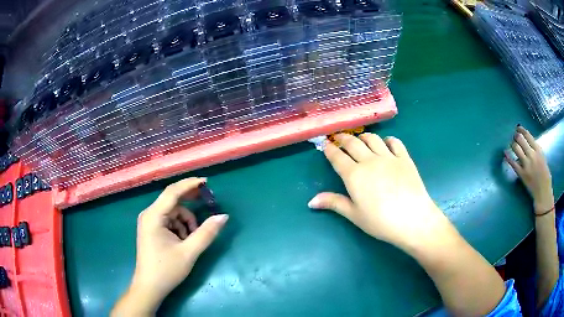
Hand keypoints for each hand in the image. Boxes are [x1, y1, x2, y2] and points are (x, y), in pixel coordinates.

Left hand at [112, 178, 227, 315]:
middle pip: (172, 201)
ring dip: (186, 221)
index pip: (172, 192)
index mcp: (153, 216)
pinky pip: (169, 220)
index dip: (190, 184)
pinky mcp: (151, 230)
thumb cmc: (166, 270)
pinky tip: (184, 241)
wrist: (150, 287)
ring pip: (173, 212)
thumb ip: (206, 233)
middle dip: (190, 203)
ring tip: (192, 239)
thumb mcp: (189, 252)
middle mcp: (149, 214)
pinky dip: (180, 227)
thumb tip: (223, 216)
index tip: (207, 182)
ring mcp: (149, 222)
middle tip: (208, 203)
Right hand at [308, 133, 449, 249]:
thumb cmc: (380, 221)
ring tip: (360, 139)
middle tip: (339, 138)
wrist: (412, 219)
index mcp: (354, 175)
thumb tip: (311, 201)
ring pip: (372, 139)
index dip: (329, 149)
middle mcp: (369, 161)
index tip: (325, 144)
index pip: (337, 157)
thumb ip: (334, 203)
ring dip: (363, 136)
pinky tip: (386, 143)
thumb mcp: (354, 214)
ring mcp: (388, 157)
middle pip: (353, 143)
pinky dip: (388, 140)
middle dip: (343, 138)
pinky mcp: (404, 158)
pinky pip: (395, 142)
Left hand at [505, 126, 553, 212]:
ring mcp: (526, 165)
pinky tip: (505, 153)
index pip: (528, 135)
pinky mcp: (521, 174)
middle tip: (513, 135)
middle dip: (515, 136)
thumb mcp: (543, 158)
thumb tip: (528, 143)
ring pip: (516, 149)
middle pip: (520, 140)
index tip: (517, 128)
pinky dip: (508, 157)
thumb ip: (536, 150)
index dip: (521, 130)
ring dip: (512, 144)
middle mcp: (532, 155)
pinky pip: (513, 163)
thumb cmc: (545, 175)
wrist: (543, 192)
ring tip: (511, 143)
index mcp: (538, 150)